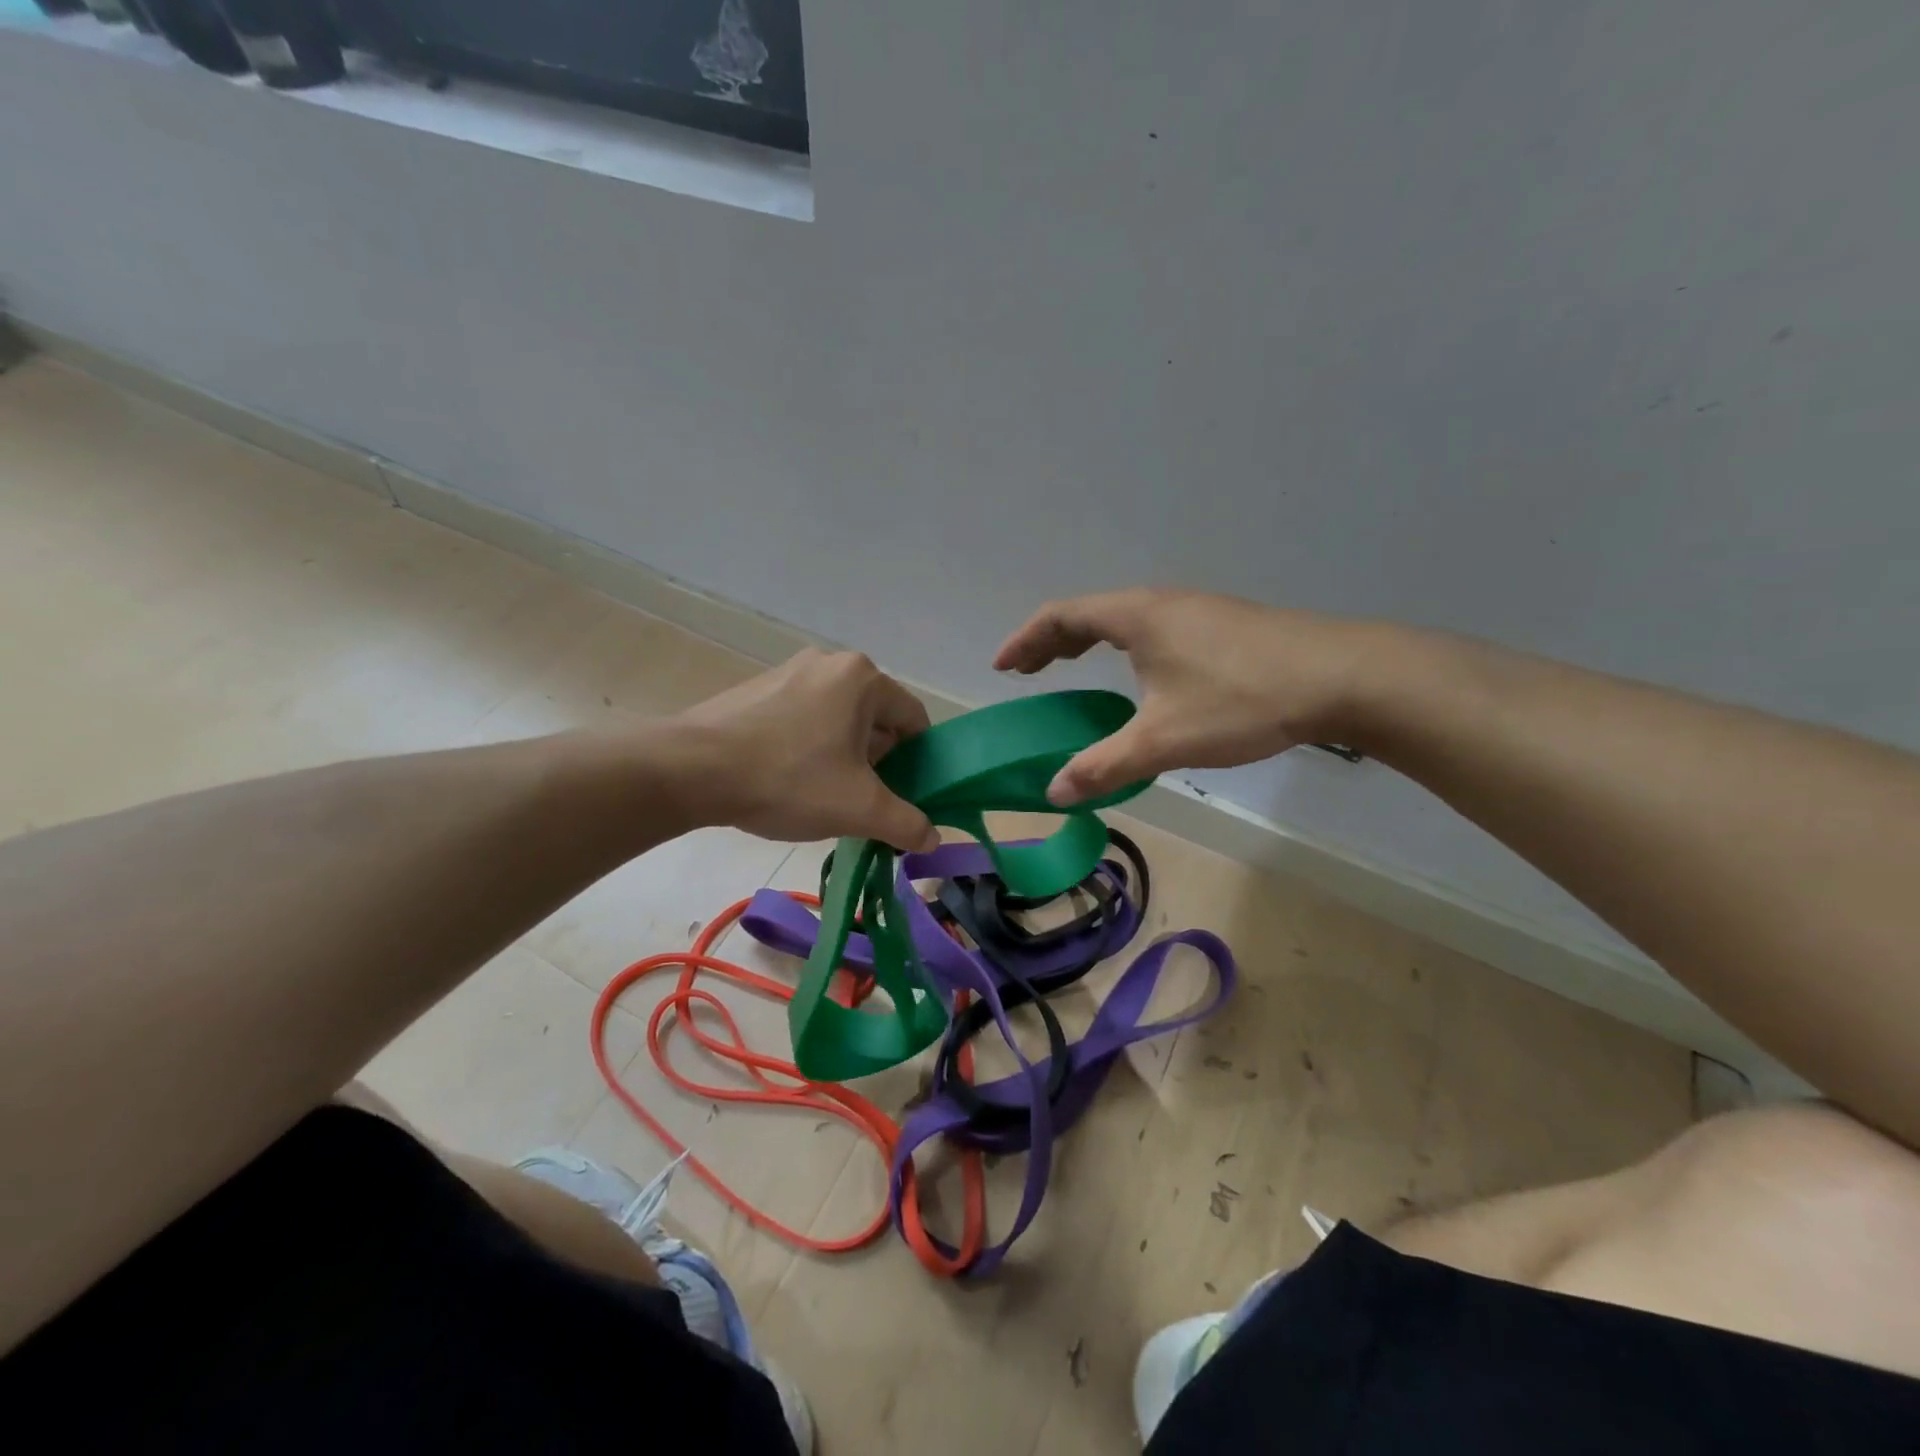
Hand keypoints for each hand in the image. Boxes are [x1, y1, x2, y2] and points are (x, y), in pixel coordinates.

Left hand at [675, 649, 939, 851]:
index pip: (915, 720)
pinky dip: (809, 747)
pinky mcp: (757, 688)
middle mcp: (830, 663)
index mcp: (863, 678)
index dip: (919, 763)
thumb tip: (932, 838)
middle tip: (864, 801)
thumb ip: (906, 824)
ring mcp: (789, 672)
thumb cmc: (788, 779)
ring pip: (838, 720)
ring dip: (844, 757)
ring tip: (824, 795)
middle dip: (879, 762)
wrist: (690, 770)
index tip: (905, 796)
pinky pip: (803, 718)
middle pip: (876, 719)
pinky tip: (789, 780)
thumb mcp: (859, 809)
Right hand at [994, 589, 1367, 804]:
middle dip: (1053, 641)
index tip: (1002, 667)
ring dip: (1090, 642)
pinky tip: (1141, 677)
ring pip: (1125, 620)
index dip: (1025, 641)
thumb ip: (1103, 765)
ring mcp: (1197, 611)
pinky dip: (1124, 647)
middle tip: (1028, 671)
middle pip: (1090, 613)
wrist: (1344, 677)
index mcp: (1137, 616)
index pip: (1061, 615)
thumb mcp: (1163, 739)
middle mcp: (1162, 603)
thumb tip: (1054, 789)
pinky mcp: (1225, 626)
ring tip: (1074, 667)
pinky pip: (1153, 629)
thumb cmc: (1241, 700)